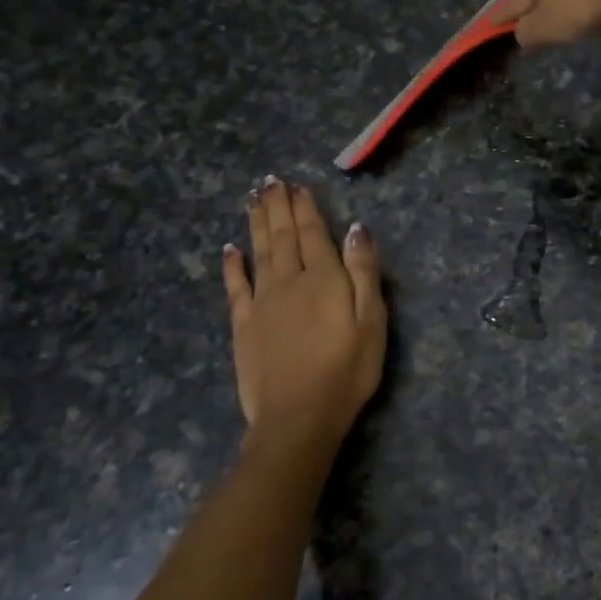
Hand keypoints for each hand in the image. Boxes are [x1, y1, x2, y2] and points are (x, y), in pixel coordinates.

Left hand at [222, 178, 385, 466]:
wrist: (297, 418)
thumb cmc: (346, 371)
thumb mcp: (371, 321)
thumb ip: (363, 272)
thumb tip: (356, 229)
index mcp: (323, 279)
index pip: (312, 233)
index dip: (305, 208)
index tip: (297, 185)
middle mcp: (288, 281)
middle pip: (282, 236)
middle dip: (278, 206)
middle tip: (270, 181)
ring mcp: (261, 302)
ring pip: (259, 252)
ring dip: (257, 223)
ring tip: (253, 199)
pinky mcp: (243, 325)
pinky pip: (235, 286)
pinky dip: (232, 264)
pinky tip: (229, 248)